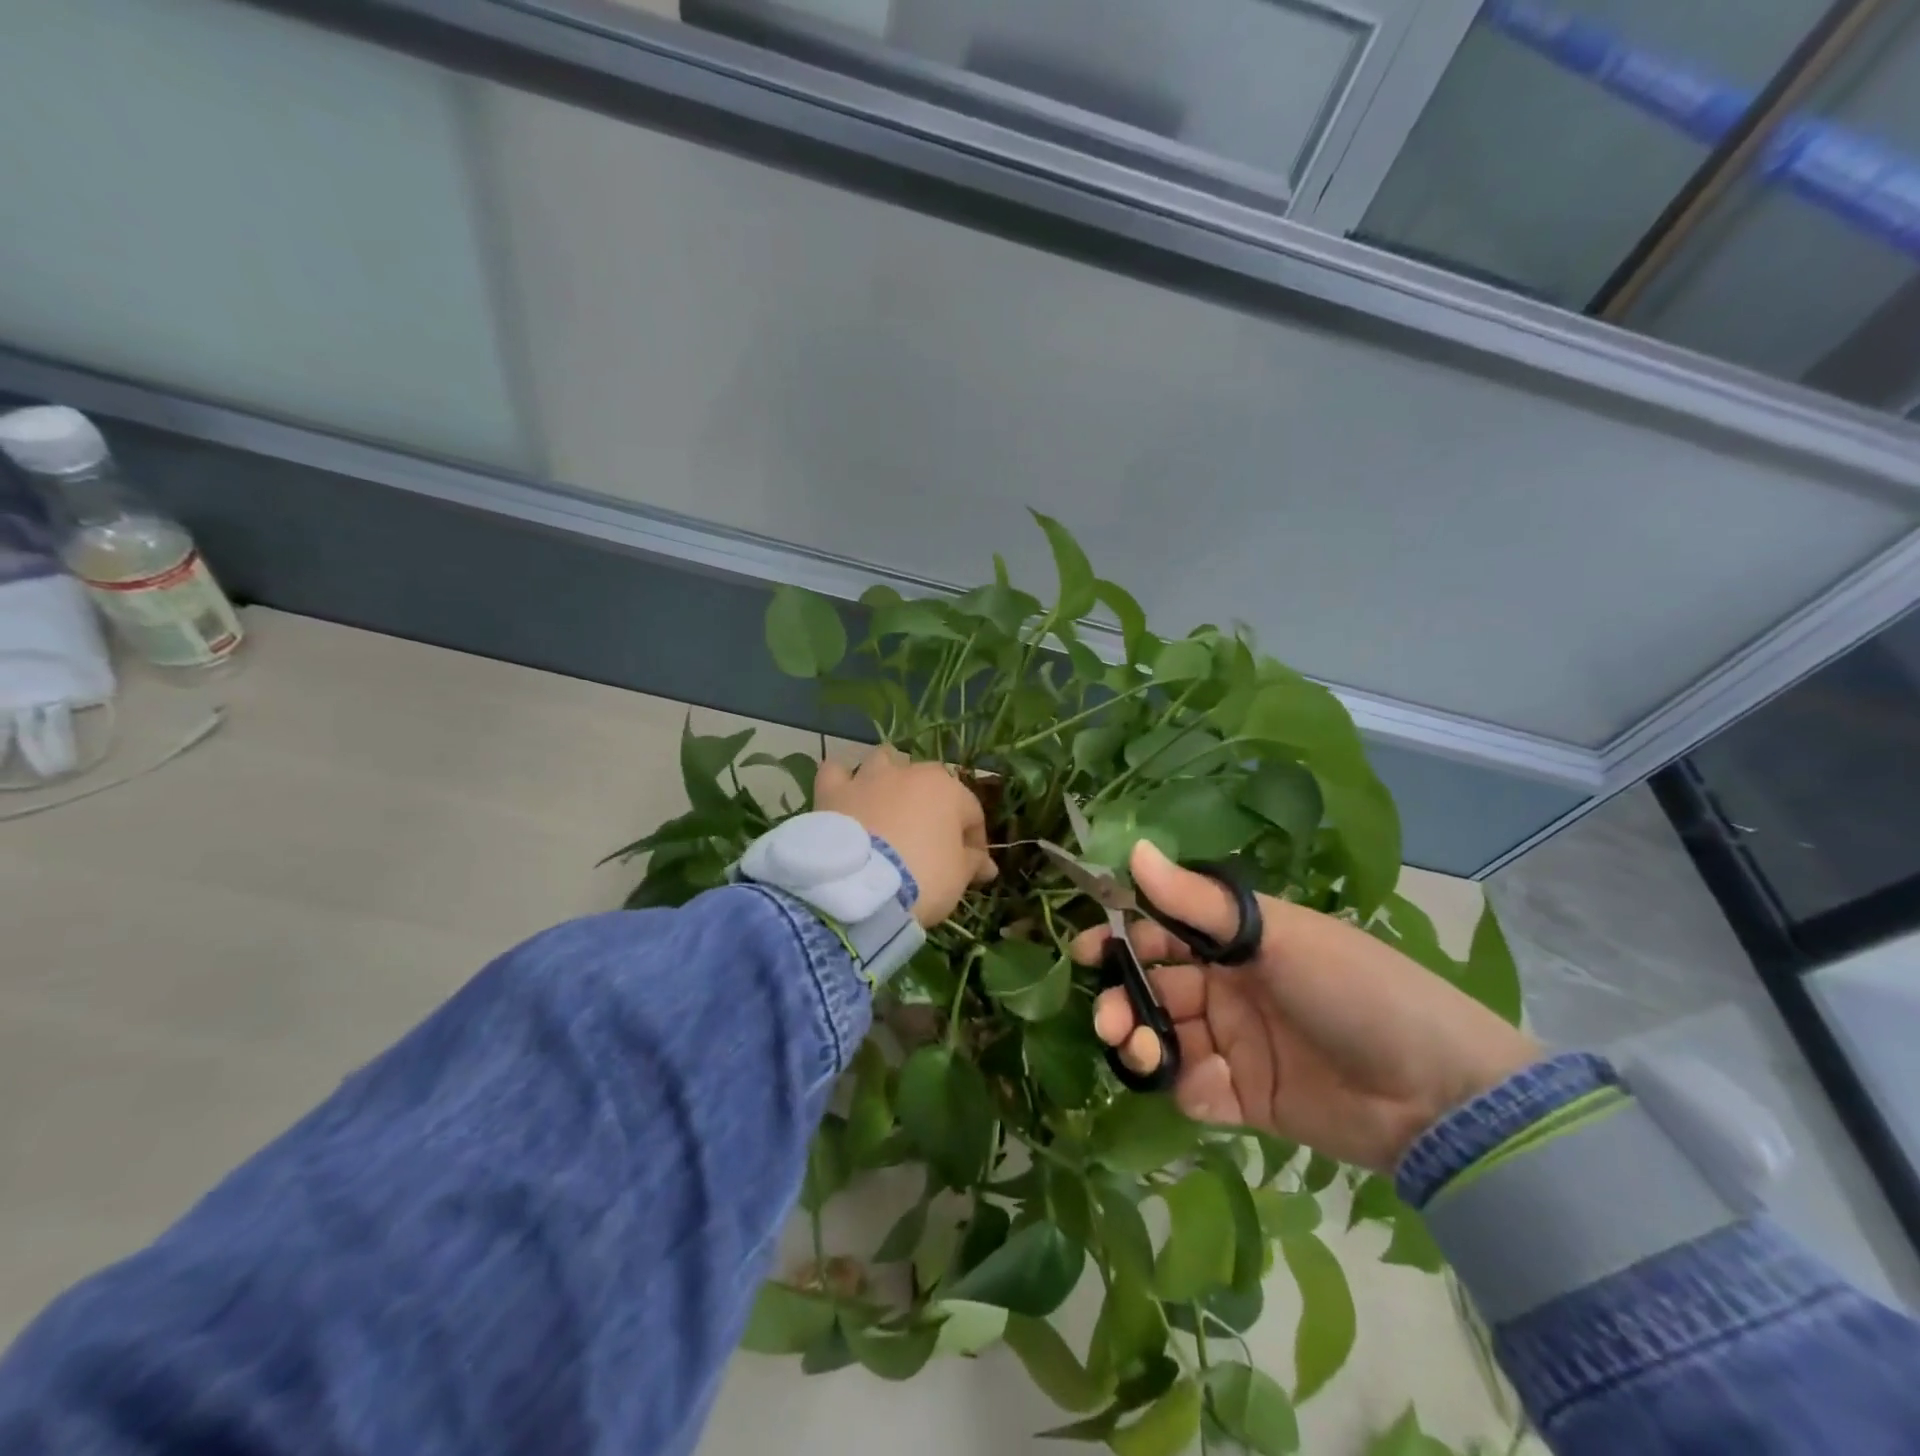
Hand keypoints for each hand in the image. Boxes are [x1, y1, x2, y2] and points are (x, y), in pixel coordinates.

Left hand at [815, 748, 996, 927]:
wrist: (860, 887)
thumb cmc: (922, 877)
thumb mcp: (958, 876)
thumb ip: (973, 863)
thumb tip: (987, 865)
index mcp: (947, 789)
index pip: (971, 811)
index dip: (974, 839)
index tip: (973, 866)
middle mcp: (909, 772)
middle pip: (928, 783)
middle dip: (933, 807)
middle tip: (930, 842)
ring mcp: (868, 778)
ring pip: (884, 761)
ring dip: (889, 778)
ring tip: (889, 806)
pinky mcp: (833, 791)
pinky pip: (836, 773)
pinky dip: (842, 781)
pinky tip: (845, 796)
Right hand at [1072, 841, 1539, 1171]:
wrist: (1437, 1094)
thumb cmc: (1353, 989)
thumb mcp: (1276, 935)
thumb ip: (1198, 901)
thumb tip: (1134, 850)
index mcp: (1237, 942)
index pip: (1163, 931)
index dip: (1123, 937)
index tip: (1088, 950)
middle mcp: (1229, 988)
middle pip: (1155, 987)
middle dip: (1122, 997)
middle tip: (1106, 1015)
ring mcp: (1235, 1045)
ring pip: (1165, 1037)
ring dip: (1139, 1041)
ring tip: (1135, 1049)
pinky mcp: (1245, 1098)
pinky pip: (1194, 1088)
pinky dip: (1179, 1084)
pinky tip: (1188, 1083)